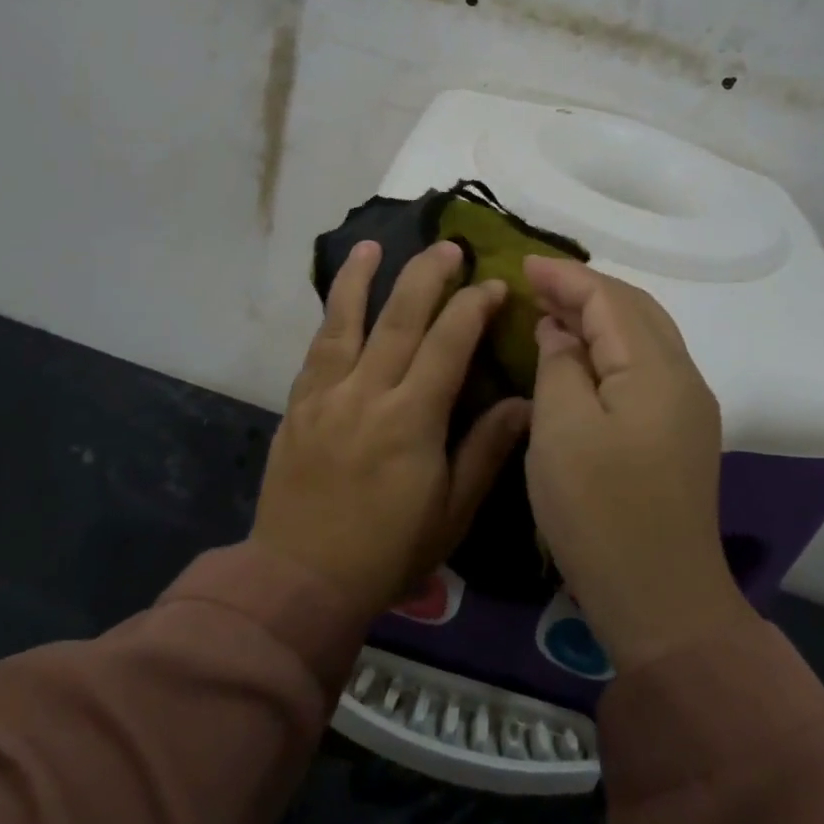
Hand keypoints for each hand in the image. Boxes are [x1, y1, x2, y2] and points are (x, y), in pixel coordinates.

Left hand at [251, 239, 530, 622]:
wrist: (300, 578)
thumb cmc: (387, 551)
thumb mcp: (451, 511)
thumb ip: (485, 449)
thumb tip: (526, 402)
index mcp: (411, 419)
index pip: (448, 344)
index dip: (473, 308)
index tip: (493, 285)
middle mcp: (367, 393)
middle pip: (399, 318)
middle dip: (426, 276)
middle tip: (447, 247)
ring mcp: (325, 395)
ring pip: (345, 321)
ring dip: (361, 278)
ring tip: (374, 245)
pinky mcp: (297, 405)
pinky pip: (316, 349)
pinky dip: (329, 317)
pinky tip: (338, 299)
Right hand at [523, 257, 744, 669]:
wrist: (659, 599)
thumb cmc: (599, 510)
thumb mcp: (561, 429)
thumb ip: (560, 365)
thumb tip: (562, 333)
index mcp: (655, 370)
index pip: (609, 300)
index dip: (565, 277)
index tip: (522, 264)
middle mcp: (683, 378)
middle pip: (635, 310)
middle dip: (585, 290)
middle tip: (535, 286)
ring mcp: (687, 408)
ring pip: (643, 337)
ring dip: (599, 317)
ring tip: (552, 312)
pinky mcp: (679, 434)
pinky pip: (644, 367)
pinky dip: (611, 348)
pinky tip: (581, 358)